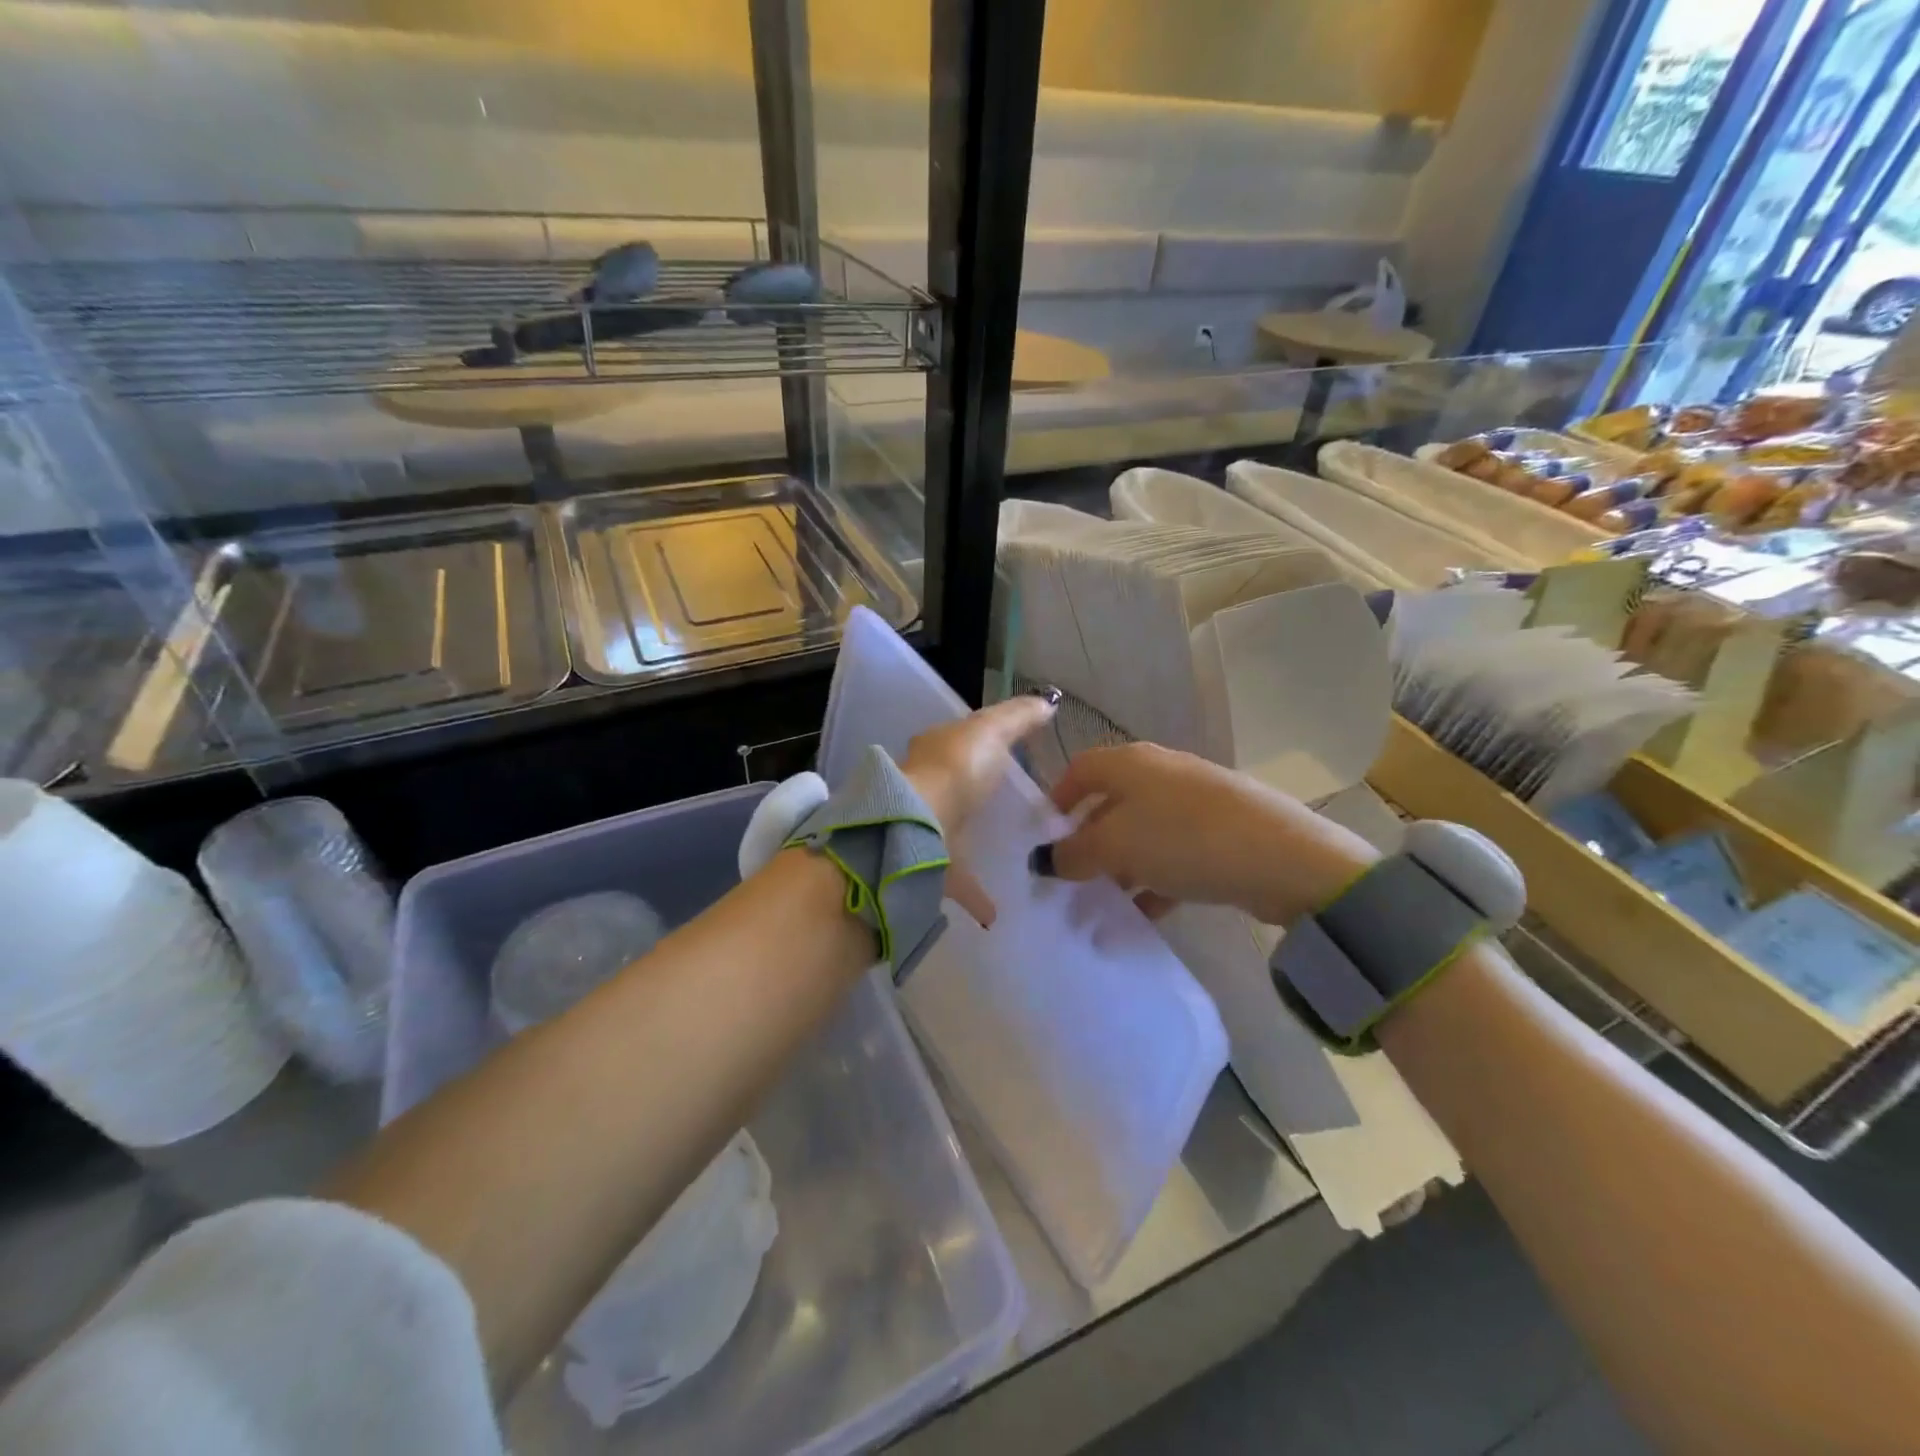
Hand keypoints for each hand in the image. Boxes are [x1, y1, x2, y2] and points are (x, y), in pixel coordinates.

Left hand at [900, 695, 1055, 926]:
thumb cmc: (955, 770)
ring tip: (1008, 854)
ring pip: (950, 830)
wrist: (917, 825)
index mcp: (936, 751)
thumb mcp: (992, 731)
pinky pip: (955, 878)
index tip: (1010, 757)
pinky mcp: (927, 864)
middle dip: (974, 793)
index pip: (959, 741)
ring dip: (971, 840)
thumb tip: (1047, 702)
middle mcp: (925, 785)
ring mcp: (923, 825)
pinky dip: (975, 893)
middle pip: (953, 785)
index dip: (982, 744)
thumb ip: (1018, 717)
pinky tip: (996, 911)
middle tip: (1008, 806)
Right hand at [1039, 742, 1377, 925]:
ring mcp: (1194, 802)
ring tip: (1102, 905)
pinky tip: (1145, 913)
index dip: (1057, 798)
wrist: (1284, 857)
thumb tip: (1044, 859)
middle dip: (1087, 842)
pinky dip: (1155, 880)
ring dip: (1120, 867)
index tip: (1042, 836)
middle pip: (1110, 804)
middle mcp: (1160, 773)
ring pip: (1142, 833)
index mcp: (1130, 763)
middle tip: (1069, 880)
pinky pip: (1173, 854)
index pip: (1080, 769)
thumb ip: (1073, 853)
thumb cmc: (1183, 838)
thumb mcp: (1116, 846)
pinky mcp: (1221, 833)